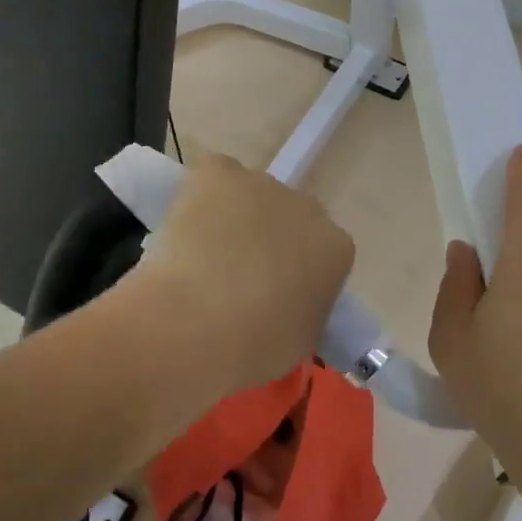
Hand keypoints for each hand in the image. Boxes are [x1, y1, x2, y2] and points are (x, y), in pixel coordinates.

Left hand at [141, 154, 354, 396]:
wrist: (196, 324)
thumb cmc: (254, 347)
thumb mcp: (300, 341)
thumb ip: (304, 311)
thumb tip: (288, 306)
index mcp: (336, 249)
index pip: (322, 252)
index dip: (295, 270)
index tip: (272, 294)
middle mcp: (308, 207)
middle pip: (288, 217)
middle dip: (268, 238)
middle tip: (236, 275)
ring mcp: (262, 185)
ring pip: (248, 197)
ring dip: (233, 218)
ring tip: (201, 255)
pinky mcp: (219, 173)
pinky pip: (213, 176)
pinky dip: (201, 194)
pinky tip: (185, 225)